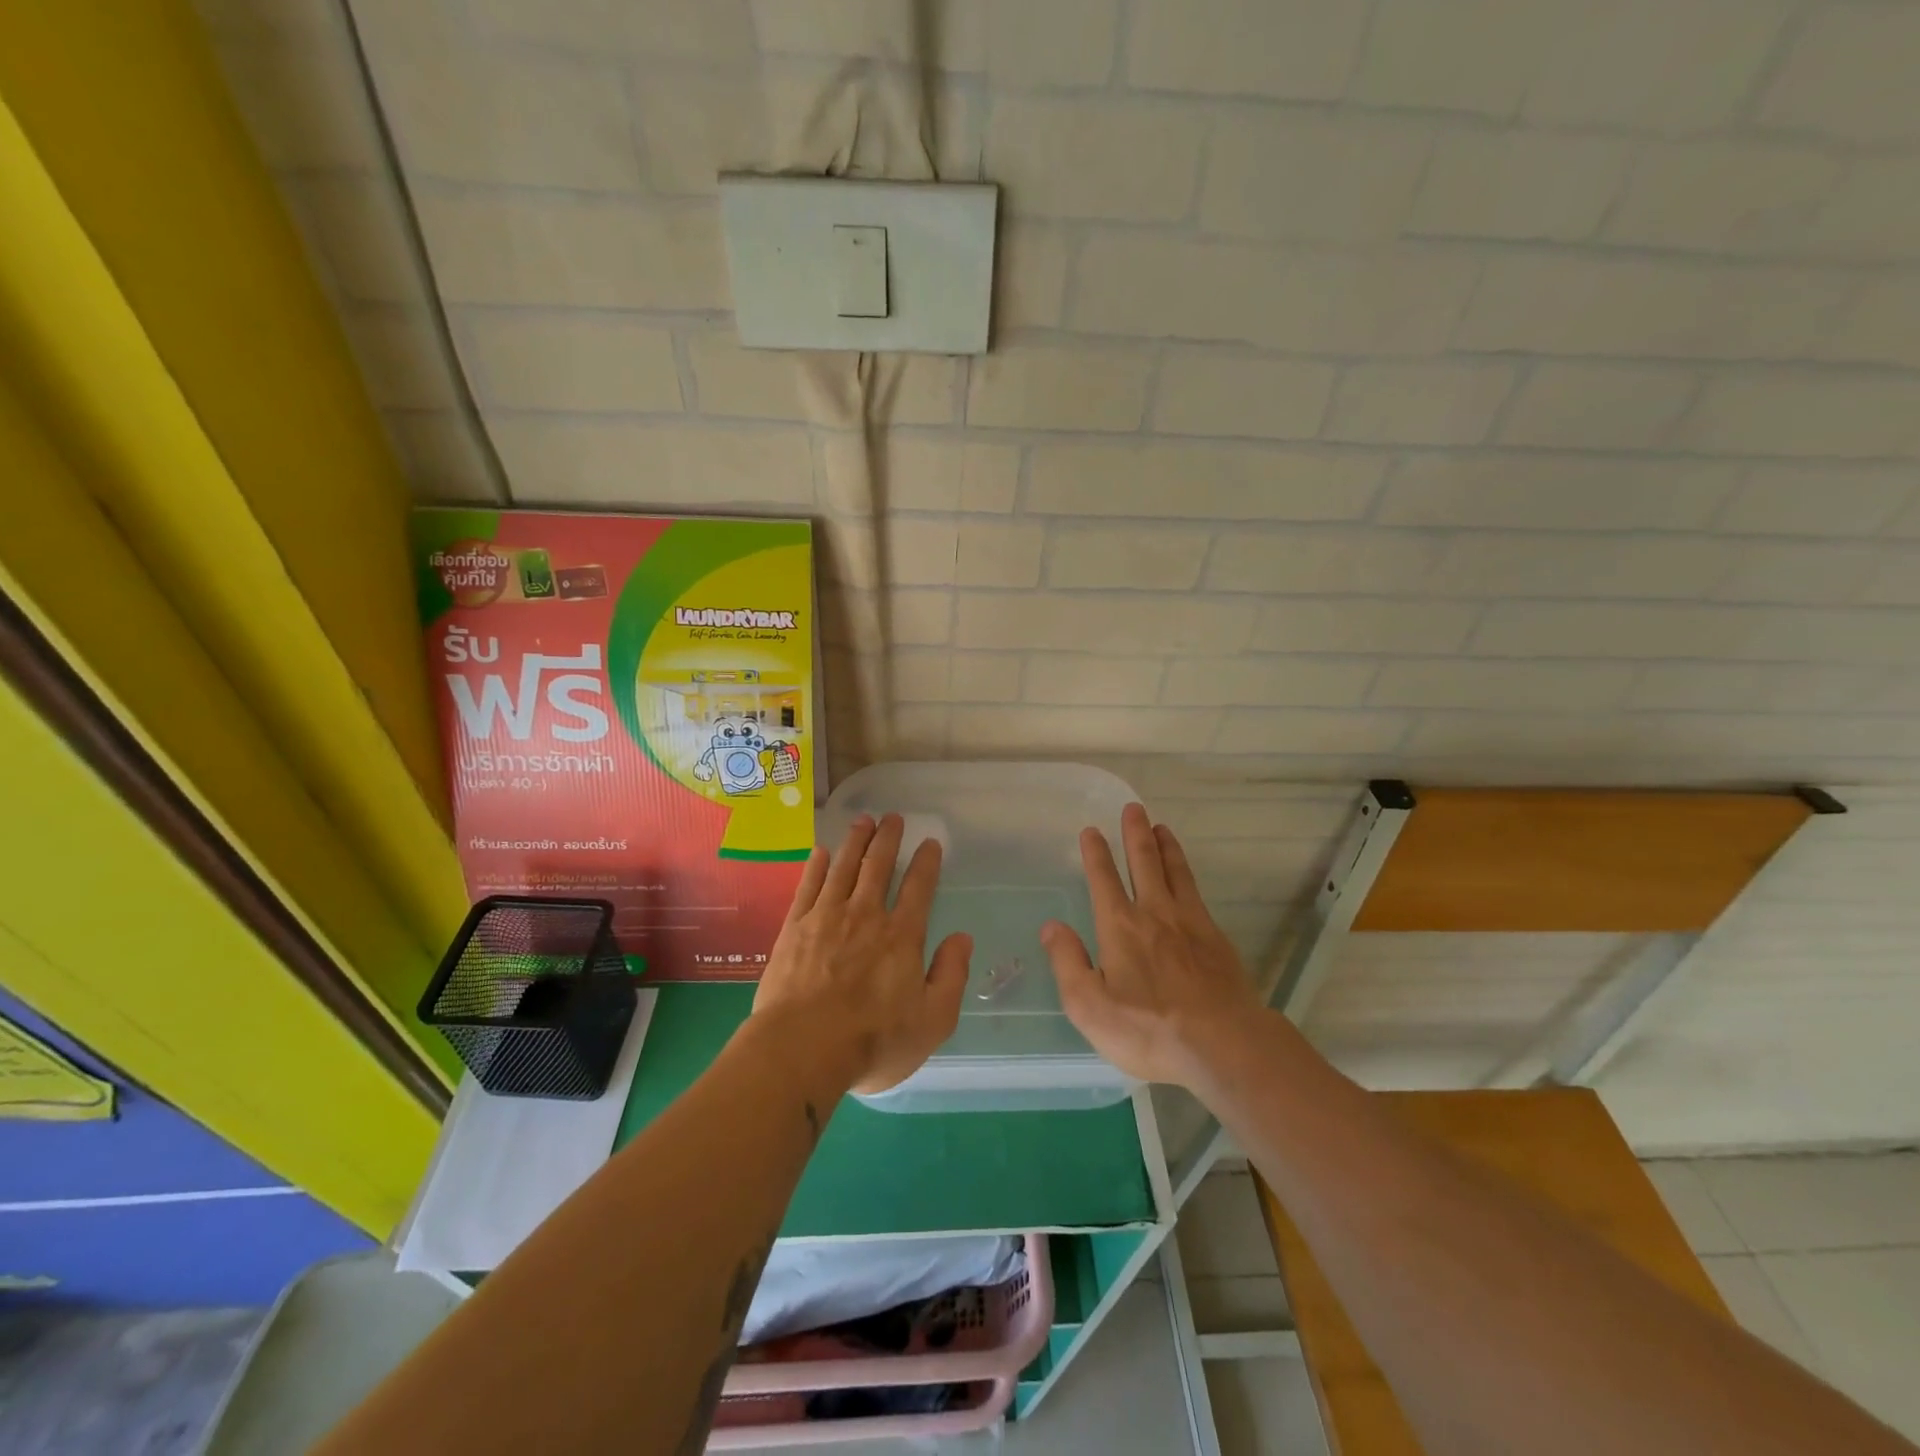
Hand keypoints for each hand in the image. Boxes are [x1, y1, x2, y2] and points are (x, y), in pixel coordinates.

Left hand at [753, 813, 970, 1094]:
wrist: (801, 1049)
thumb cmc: (873, 1041)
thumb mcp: (932, 1021)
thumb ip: (951, 975)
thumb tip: (962, 938)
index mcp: (902, 936)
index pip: (918, 887)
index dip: (926, 862)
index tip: (929, 842)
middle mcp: (866, 916)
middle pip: (878, 866)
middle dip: (888, 839)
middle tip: (893, 817)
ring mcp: (826, 917)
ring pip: (844, 867)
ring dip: (855, 841)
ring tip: (862, 821)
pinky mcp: (794, 928)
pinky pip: (808, 886)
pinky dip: (817, 866)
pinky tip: (821, 852)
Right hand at [1042, 803, 1260, 1088]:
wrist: (1223, 1044)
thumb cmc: (1149, 1030)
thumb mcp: (1089, 1006)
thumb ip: (1067, 962)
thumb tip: (1050, 926)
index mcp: (1120, 927)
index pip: (1104, 879)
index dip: (1096, 854)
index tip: (1092, 831)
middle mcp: (1154, 914)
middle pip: (1144, 863)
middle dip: (1135, 834)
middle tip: (1133, 808)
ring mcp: (1190, 923)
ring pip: (1175, 872)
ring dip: (1165, 846)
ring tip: (1161, 826)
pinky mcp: (1216, 938)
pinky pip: (1196, 892)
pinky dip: (1187, 873)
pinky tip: (1187, 876)